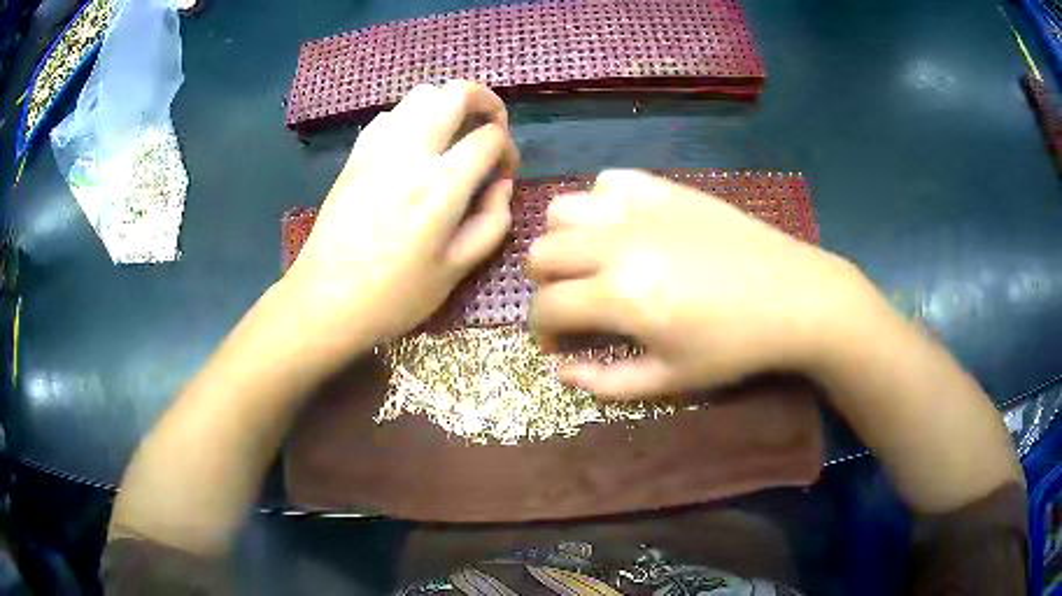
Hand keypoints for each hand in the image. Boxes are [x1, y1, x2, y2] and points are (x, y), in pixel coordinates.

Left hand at [283, 81, 519, 356]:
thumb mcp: (457, 270)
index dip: (508, 148)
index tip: (504, 171)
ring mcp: (378, 149)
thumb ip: (492, 222)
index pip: (490, 137)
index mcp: (442, 185)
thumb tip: (502, 185)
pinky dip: (412, 117)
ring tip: (455, 132)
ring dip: (447, 103)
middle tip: (491, 127)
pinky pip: (390, 115)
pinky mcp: (355, 155)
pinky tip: (414, 145)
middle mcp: (411, 153)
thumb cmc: (395, 295)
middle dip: (486, 101)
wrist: (326, 300)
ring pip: (421, 94)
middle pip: (456, 93)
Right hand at [527, 169, 868, 398]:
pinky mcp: (664, 188)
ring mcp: (640, 208)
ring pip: (563, 210)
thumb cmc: (733, 346)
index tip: (561, 344)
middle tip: (577, 305)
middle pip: (541, 253)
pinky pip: (609, 182)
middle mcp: (617, 242)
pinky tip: (624, 228)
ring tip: (593, 262)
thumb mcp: (670, 379)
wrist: (792, 296)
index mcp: (619, 295)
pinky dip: (602, 204)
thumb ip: (605, 382)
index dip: (542, 331)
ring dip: (566, 240)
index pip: (546, 307)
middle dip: (547, 285)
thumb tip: (559, 371)